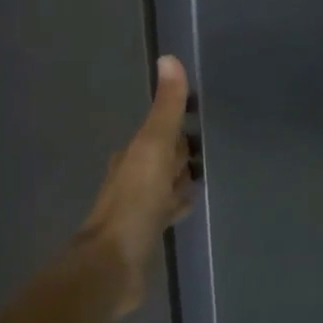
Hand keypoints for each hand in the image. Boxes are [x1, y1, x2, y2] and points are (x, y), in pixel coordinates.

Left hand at [79, 55, 195, 313]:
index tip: (200, 115)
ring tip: (205, 172)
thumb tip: (168, 58)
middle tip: (209, 143)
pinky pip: (167, 210)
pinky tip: (189, 206)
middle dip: (180, 150)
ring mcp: (138, 208)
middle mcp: (132, 178)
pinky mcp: (146, 234)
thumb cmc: (135, 203)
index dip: (178, 123)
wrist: (113, 264)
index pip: (159, 131)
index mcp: (132, 155)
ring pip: (164, 184)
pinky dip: (178, 204)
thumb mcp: (153, 148)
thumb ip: (166, 109)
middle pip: (161, 157)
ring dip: (179, 177)